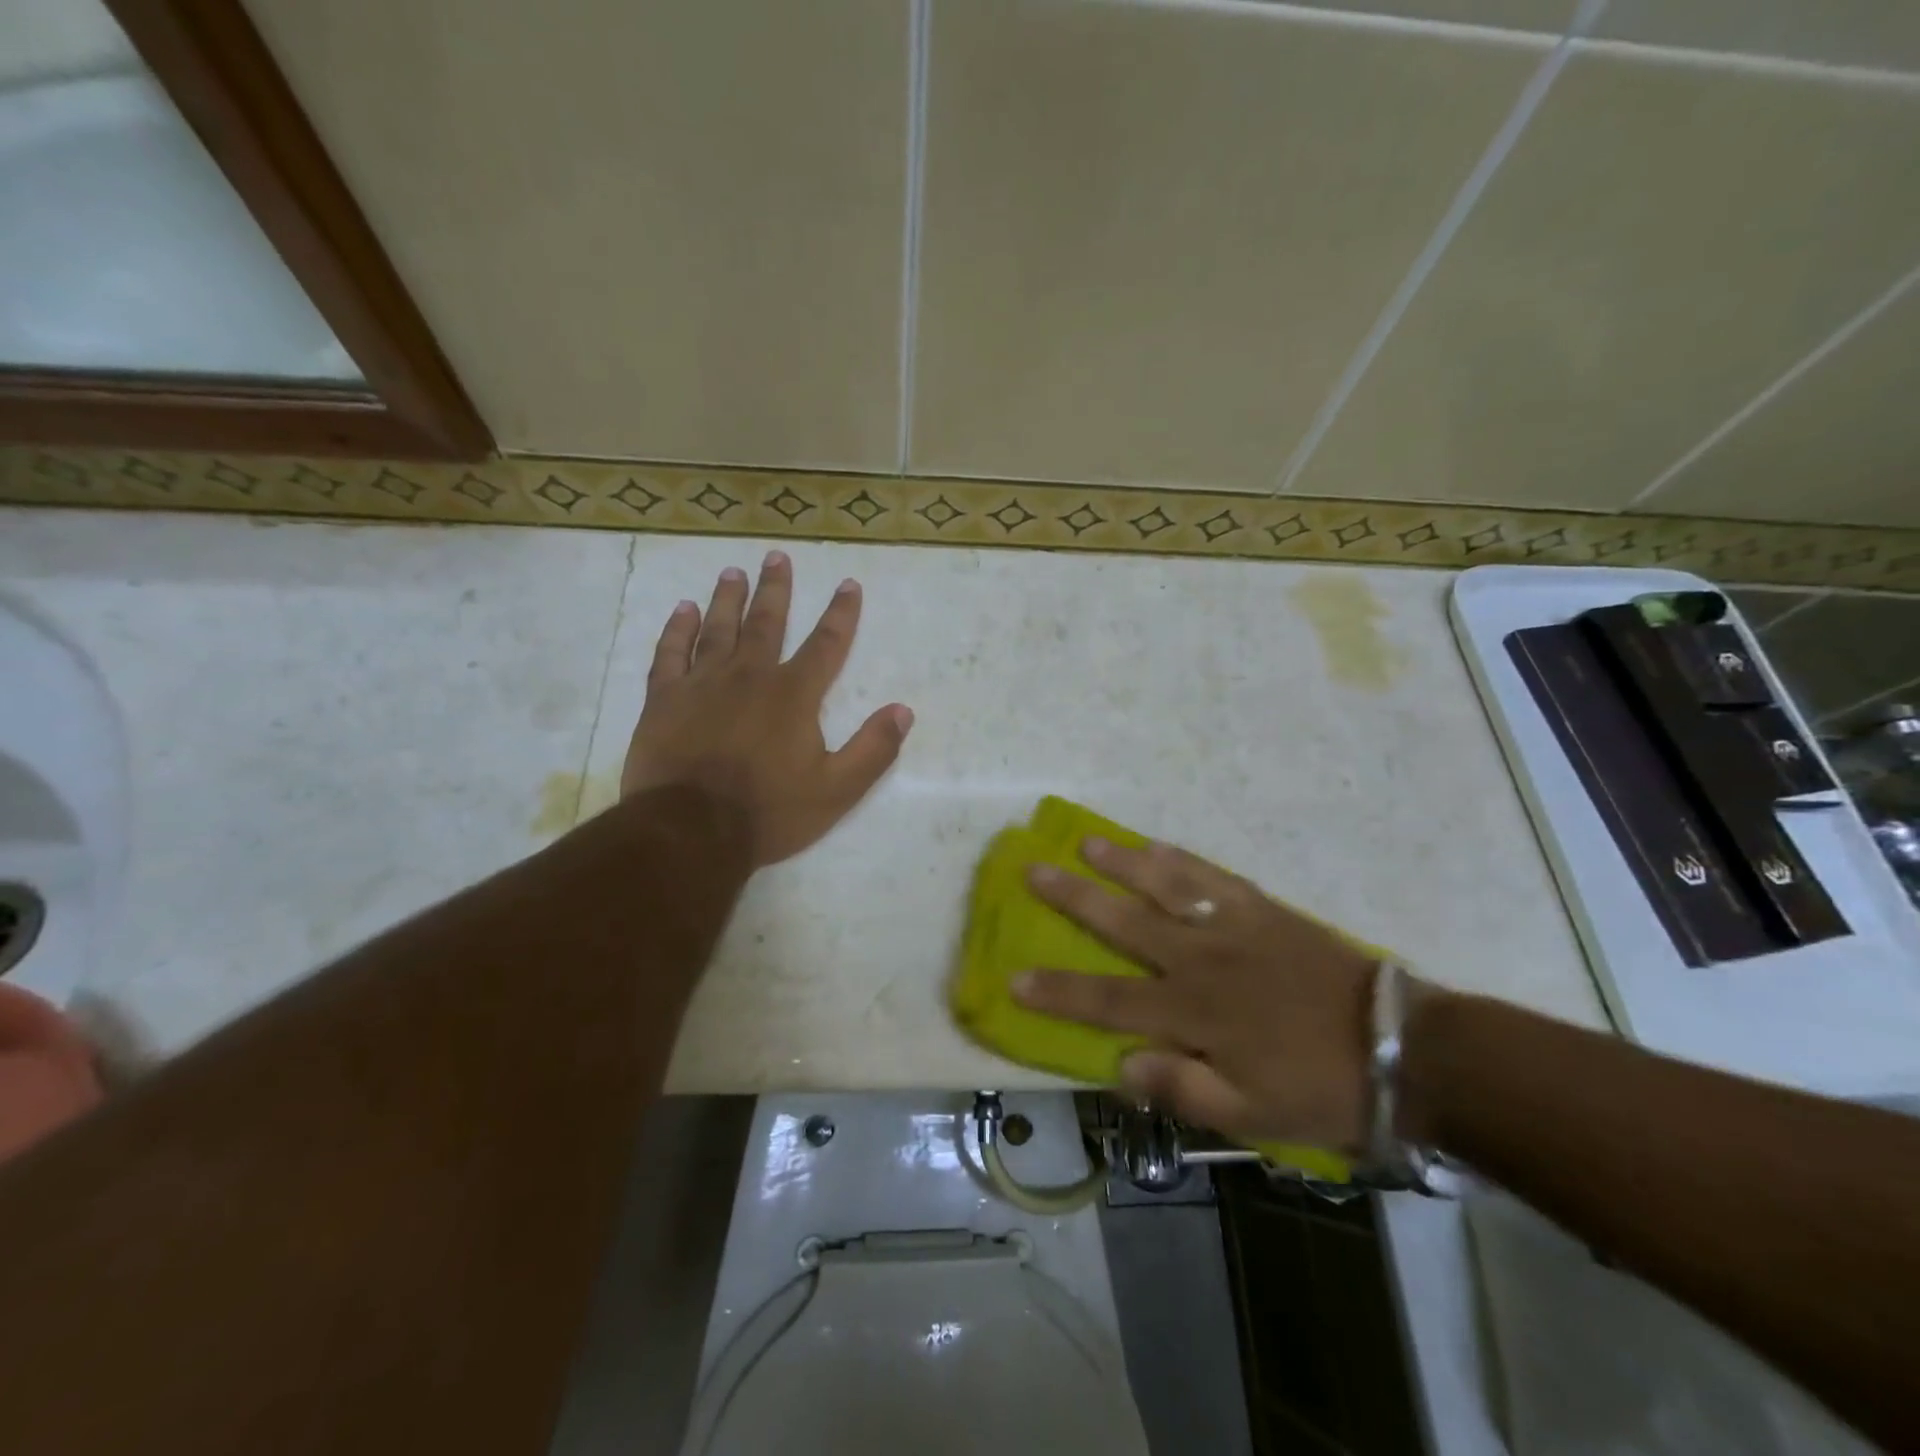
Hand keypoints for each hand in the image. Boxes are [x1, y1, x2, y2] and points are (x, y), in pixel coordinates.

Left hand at [621, 552, 912, 866]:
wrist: (690, 831)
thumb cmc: (768, 812)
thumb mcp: (837, 790)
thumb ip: (873, 749)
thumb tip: (903, 710)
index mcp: (794, 695)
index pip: (826, 644)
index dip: (841, 614)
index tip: (848, 584)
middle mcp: (749, 677)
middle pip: (766, 622)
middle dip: (776, 589)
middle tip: (777, 556)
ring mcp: (702, 684)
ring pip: (718, 629)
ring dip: (728, 598)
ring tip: (733, 571)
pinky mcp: (664, 700)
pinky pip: (671, 654)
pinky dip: (677, 630)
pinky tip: (683, 611)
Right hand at [1012, 837, 1385, 1150]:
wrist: (1400, 1047)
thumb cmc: (1319, 1088)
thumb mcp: (1251, 1116)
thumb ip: (1182, 1090)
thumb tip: (1120, 1065)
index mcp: (1193, 1012)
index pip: (1108, 999)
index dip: (1059, 991)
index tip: (1014, 977)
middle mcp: (1200, 959)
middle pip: (1124, 922)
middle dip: (1074, 898)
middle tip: (1034, 870)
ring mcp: (1232, 927)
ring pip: (1165, 886)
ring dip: (1121, 863)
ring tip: (1086, 842)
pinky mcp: (1263, 909)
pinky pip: (1213, 877)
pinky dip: (1181, 859)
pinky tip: (1157, 845)